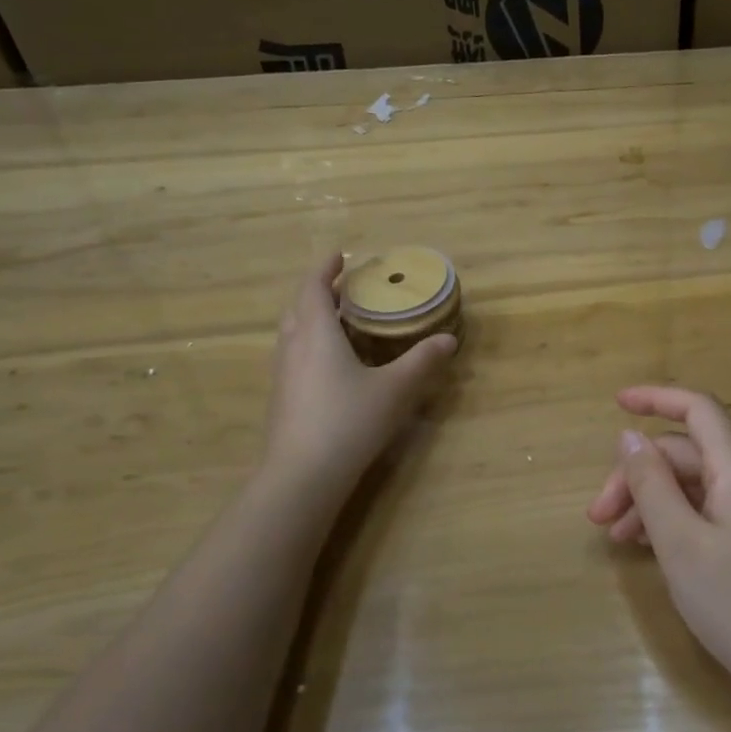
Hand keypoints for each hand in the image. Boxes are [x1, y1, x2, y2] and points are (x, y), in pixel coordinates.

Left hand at [265, 253, 456, 488]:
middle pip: (299, 307)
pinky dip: (310, 345)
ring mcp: (282, 375)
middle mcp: (293, 347)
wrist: (302, 475)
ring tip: (340, 322)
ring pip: (293, 333)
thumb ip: (422, 362)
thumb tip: (449, 339)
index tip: (339, 255)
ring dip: (312, 319)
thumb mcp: (395, 390)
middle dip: (319, 292)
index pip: (313, 287)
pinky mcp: (281, 399)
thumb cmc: (349, 421)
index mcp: (316, 333)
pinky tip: (333, 365)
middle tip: (345, 289)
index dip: (325, 268)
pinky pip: (294, 356)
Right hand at [586, 386, 730, 693]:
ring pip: (694, 485)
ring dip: (651, 501)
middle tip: (598, 518)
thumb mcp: (679, 541)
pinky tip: (649, 547)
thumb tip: (629, 436)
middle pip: (686, 455)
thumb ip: (650, 484)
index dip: (656, 398)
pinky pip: (708, 509)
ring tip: (617, 539)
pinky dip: (674, 519)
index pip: (698, 410)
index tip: (616, 403)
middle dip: (638, 476)